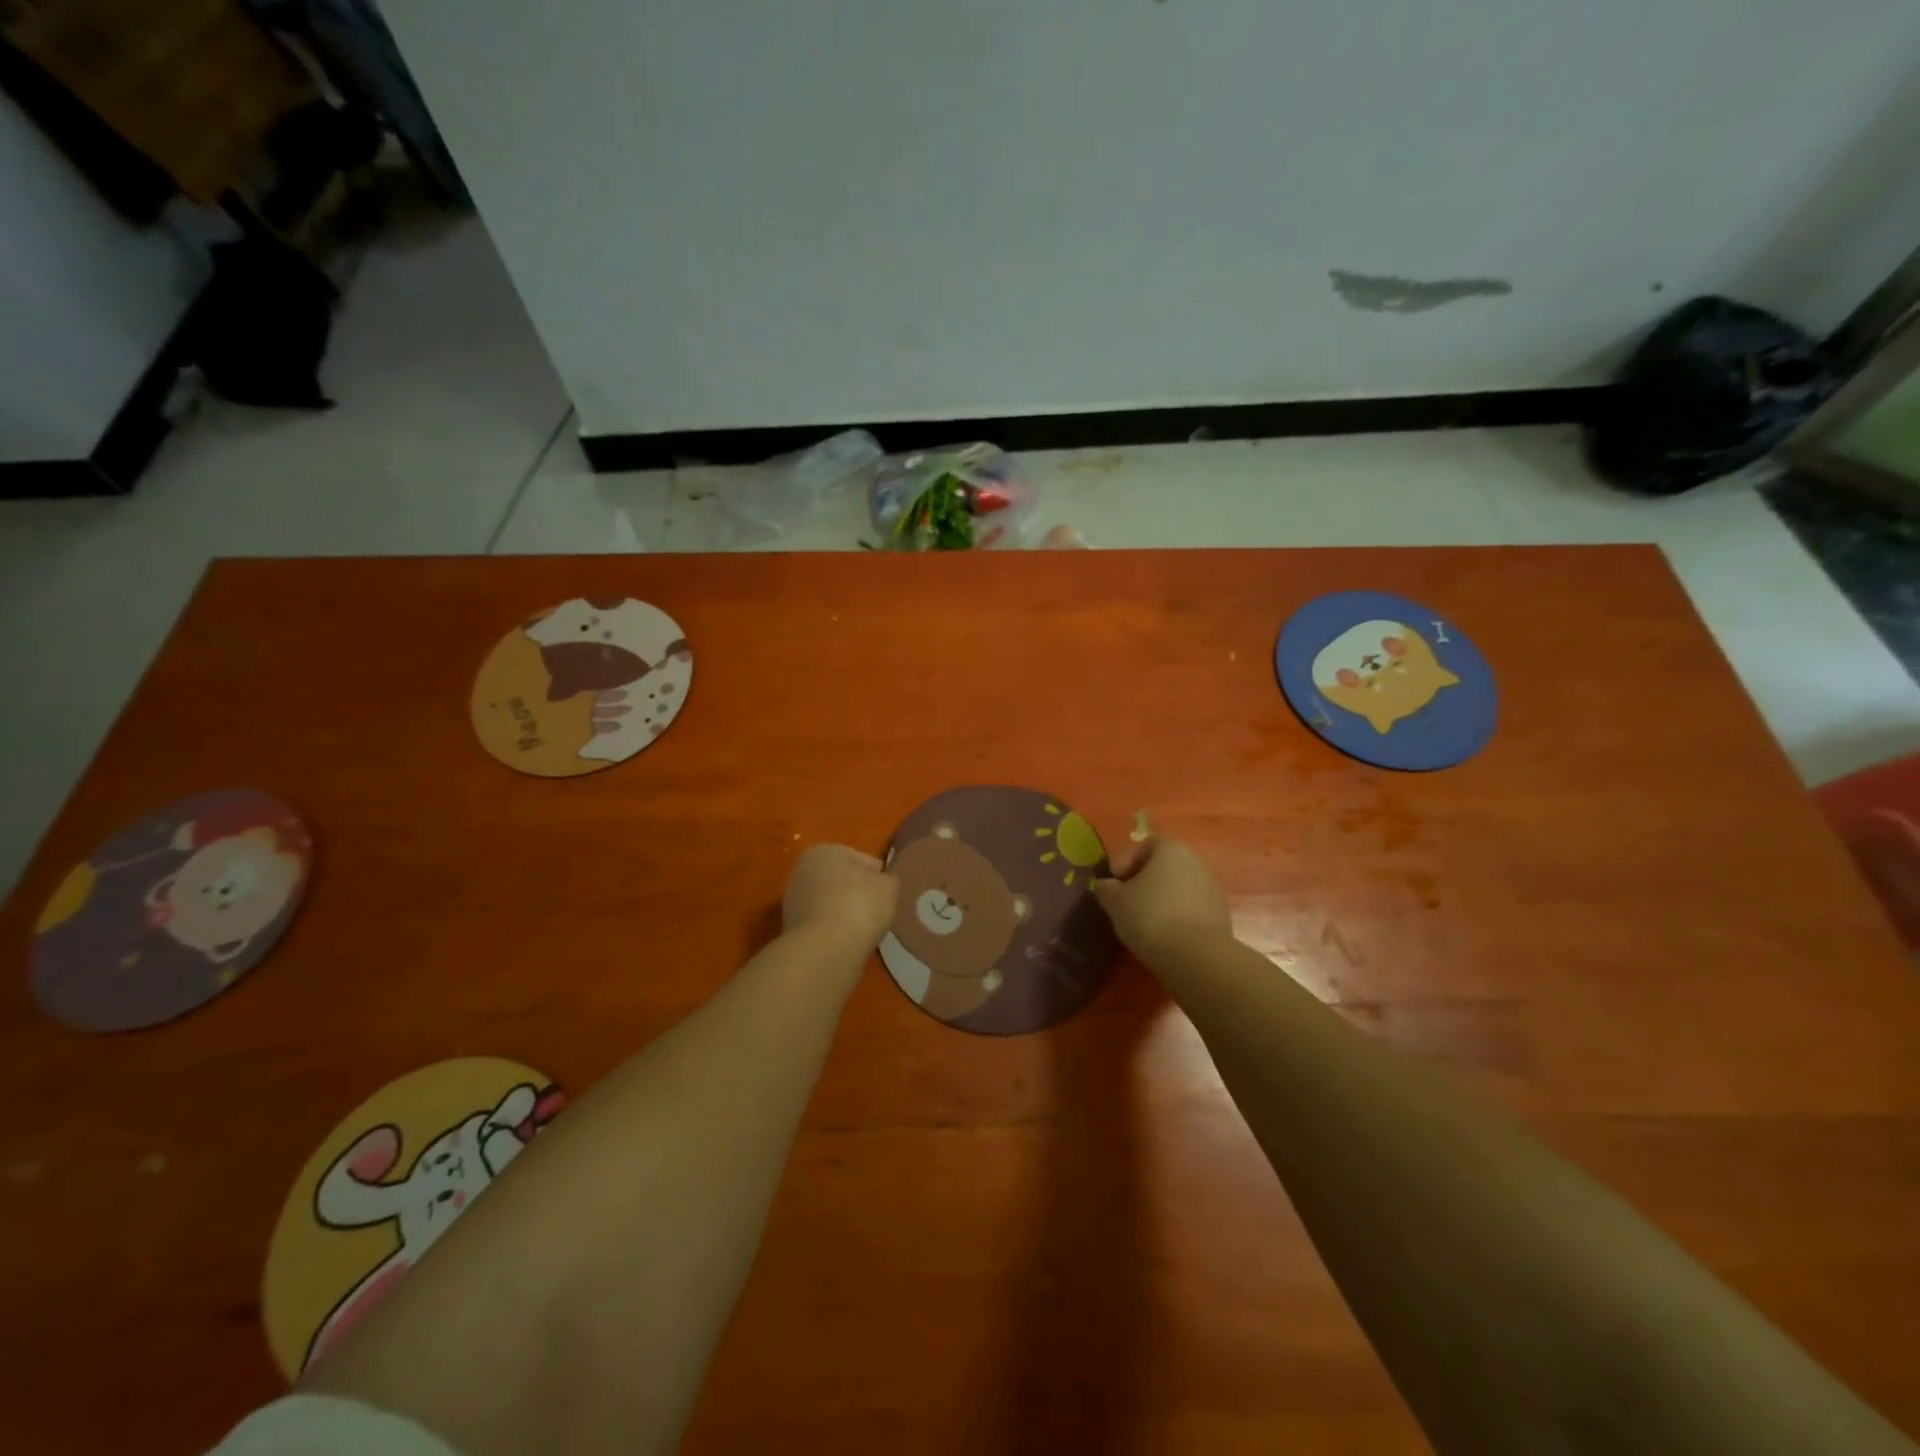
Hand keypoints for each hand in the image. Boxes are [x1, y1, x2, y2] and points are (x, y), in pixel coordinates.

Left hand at [783, 844, 897, 951]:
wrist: (825, 951)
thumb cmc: (859, 906)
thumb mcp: (890, 886)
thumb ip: (889, 879)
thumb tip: (884, 882)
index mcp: (824, 851)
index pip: (862, 860)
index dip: (880, 876)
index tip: (889, 894)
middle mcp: (802, 871)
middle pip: (842, 881)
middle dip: (858, 893)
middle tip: (879, 911)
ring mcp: (793, 902)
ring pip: (830, 904)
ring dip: (846, 913)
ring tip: (865, 930)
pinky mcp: (791, 930)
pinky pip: (822, 925)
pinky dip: (835, 931)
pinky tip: (849, 942)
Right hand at [1091, 838, 1232, 962]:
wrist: (1196, 956)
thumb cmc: (1150, 916)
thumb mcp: (1115, 901)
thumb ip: (1106, 888)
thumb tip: (1105, 885)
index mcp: (1170, 849)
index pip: (1145, 845)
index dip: (1125, 862)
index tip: (1114, 884)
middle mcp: (1195, 862)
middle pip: (1164, 866)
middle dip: (1144, 881)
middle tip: (1127, 903)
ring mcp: (1212, 888)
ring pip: (1179, 888)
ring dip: (1162, 900)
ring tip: (1145, 923)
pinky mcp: (1221, 915)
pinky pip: (1191, 908)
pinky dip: (1177, 916)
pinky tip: (1165, 935)